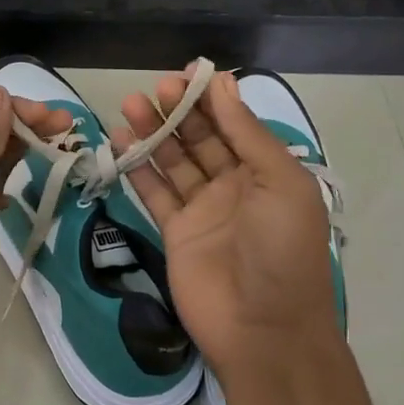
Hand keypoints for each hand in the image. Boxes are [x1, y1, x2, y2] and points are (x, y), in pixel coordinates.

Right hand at [119, 71, 342, 382]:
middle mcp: (234, 185)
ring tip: (129, 106)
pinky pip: (154, 192)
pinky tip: (121, 142)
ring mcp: (202, 209)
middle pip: (199, 138)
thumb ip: (248, 134)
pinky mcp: (174, 231)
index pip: (233, 124)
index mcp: (266, 172)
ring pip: (173, 161)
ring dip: (153, 133)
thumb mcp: (282, 183)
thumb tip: (223, 84)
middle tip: (153, 89)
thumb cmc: (283, 250)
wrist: (263, 329)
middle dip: (178, 111)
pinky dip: (138, 168)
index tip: (185, 75)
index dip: (210, 99)